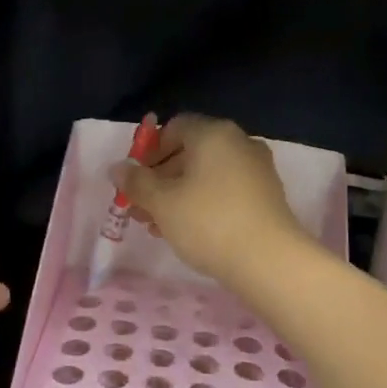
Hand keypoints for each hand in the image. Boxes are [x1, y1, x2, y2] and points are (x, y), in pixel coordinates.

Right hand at [116, 115, 309, 284]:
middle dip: (161, 178)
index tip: (135, 180)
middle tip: (141, 208)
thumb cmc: (208, 222)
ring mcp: (257, 169)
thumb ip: (136, 182)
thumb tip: (117, 168)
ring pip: (207, 175)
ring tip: (159, 226)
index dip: (149, 151)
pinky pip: (226, 190)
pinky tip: (188, 231)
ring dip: (179, 194)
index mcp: (213, 133)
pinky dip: (204, 203)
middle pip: (190, 152)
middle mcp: (239, 142)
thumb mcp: (162, 203)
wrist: (269, 260)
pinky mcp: (267, 195)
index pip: (174, 127)